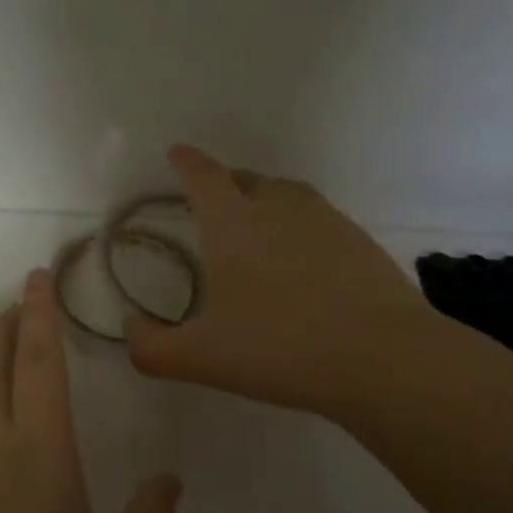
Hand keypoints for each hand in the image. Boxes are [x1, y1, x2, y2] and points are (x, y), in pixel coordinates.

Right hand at [124, 146, 468, 422]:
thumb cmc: (279, 348)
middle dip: (225, 181)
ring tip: (258, 222)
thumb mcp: (202, 358)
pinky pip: (319, 218)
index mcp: (233, 223)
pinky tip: (304, 259)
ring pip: (287, 193)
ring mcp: (325, 220)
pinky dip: (301, 226)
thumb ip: (152, 348)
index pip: (203, 176)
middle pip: (246, 178)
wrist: (382, 358)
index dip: (187, 162)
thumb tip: (130, 329)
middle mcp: (278, 208)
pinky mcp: (360, 241)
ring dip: (265, 198)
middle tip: (214, 198)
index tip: (177, 153)